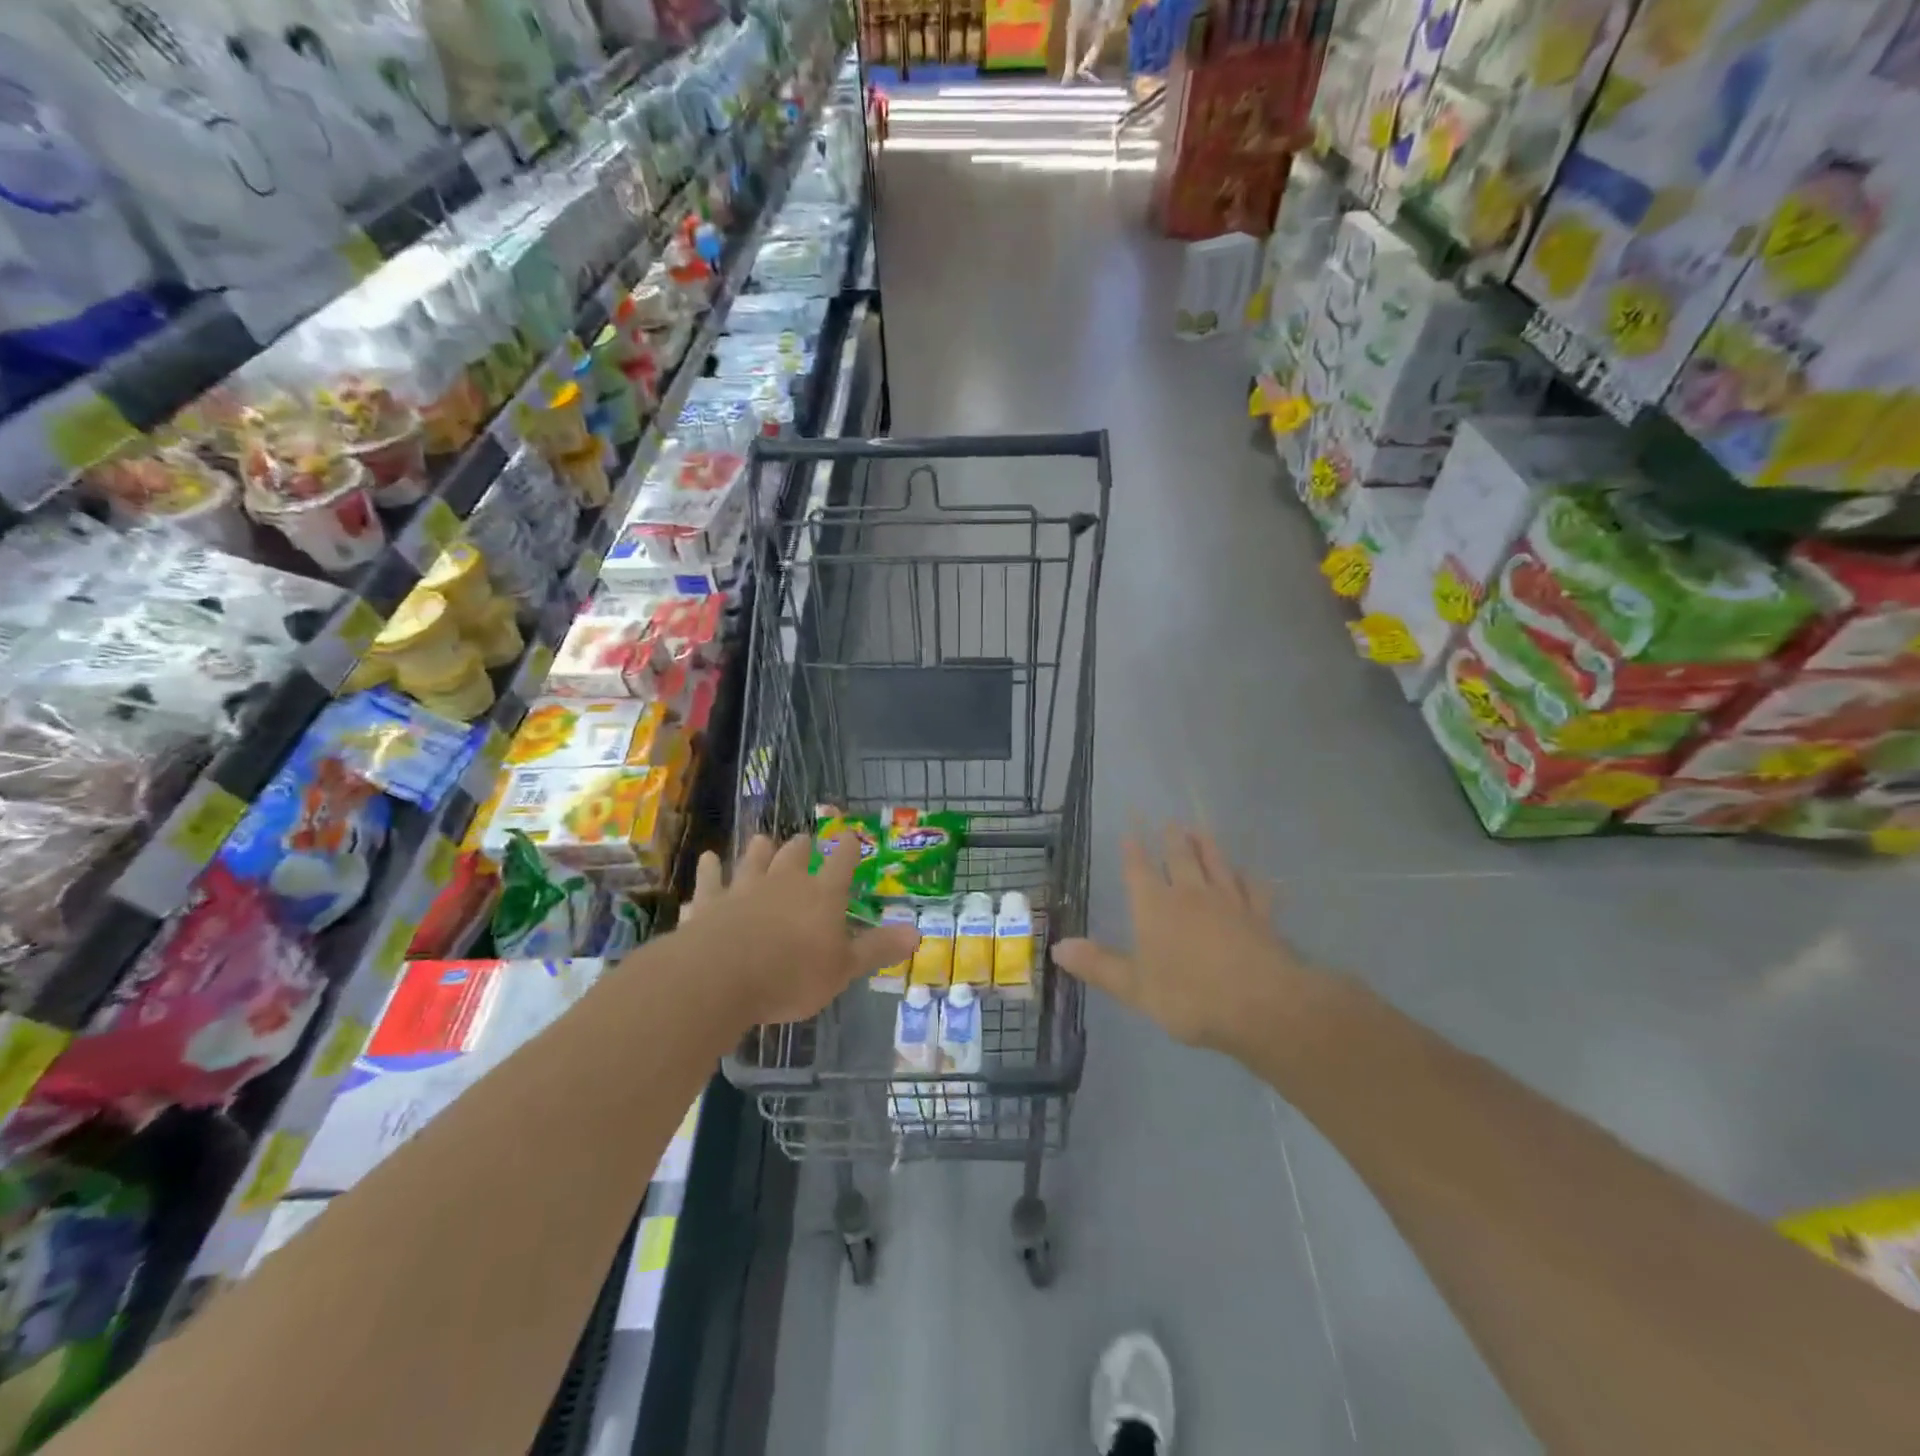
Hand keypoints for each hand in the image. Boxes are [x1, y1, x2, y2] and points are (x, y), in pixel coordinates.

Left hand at [686, 832, 919, 1029]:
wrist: (722, 976)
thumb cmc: (792, 975)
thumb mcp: (844, 969)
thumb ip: (877, 949)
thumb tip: (916, 933)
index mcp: (822, 895)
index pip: (842, 863)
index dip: (849, 848)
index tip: (851, 836)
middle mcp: (784, 882)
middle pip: (795, 856)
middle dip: (802, 847)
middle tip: (804, 840)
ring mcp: (743, 889)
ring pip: (753, 860)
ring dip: (758, 850)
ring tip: (762, 839)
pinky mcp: (708, 903)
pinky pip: (710, 881)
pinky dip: (710, 870)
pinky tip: (708, 862)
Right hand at [1053, 825, 1321, 1063]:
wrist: (1262, 1005)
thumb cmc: (1190, 996)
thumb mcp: (1134, 987)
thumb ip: (1098, 965)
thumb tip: (1056, 946)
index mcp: (1156, 907)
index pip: (1140, 871)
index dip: (1133, 852)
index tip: (1130, 833)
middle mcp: (1191, 894)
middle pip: (1179, 858)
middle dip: (1172, 839)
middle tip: (1169, 821)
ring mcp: (1229, 902)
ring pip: (1216, 864)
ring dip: (1207, 846)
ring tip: (1200, 829)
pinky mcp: (1261, 917)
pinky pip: (1254, 890)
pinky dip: (1250, 879)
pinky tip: (1251, 874)